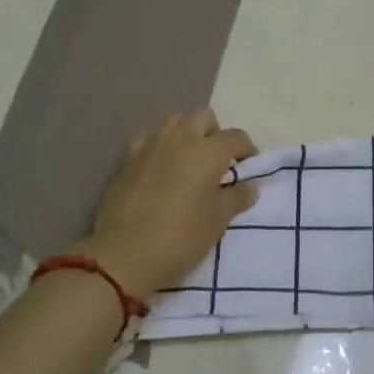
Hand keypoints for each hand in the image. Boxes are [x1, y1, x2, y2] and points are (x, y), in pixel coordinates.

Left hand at [78, 109, 258, 299]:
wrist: (124, 255)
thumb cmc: (181, 237)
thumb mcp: (218, 221)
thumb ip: (237, 198)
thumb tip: (249, 186)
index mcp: (208, 151)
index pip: (236, 137)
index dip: (247, 149)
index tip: (248, 167)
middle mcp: (180, 139)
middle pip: (203, 117)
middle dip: (215, 133)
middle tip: (218, 161)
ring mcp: (150, 146)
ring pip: (174, 122)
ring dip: (187, 134)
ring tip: (189, 162)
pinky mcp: (127, 161)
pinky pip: (148, 140)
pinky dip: (159, 146)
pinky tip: (160, 168)